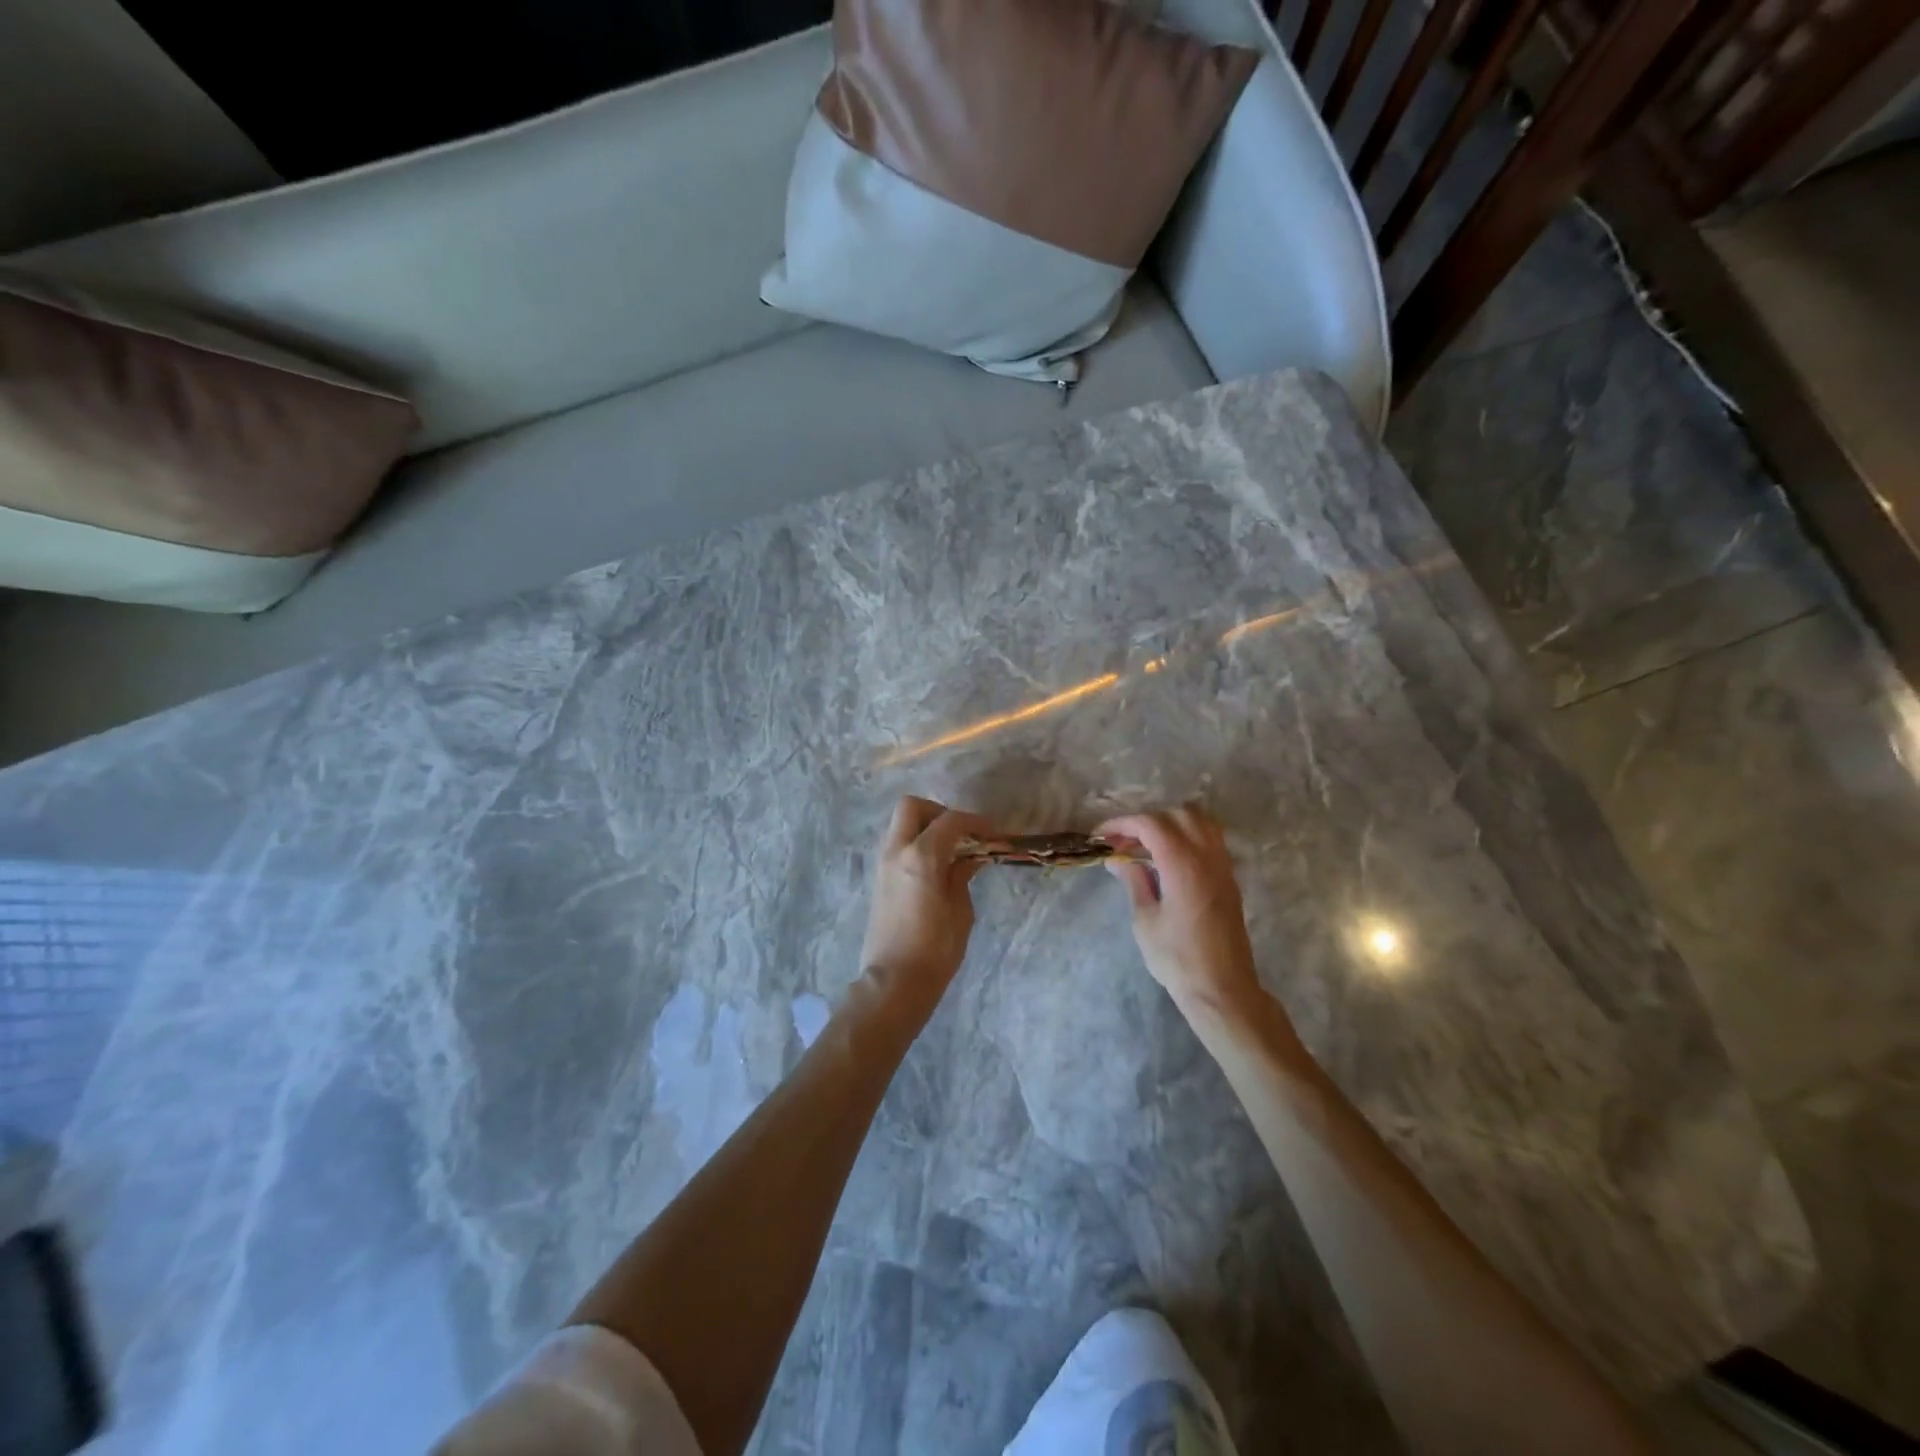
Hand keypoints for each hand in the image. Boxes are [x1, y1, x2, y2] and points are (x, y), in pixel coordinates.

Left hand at [860, 796, 991, 1012]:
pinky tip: (936, 867)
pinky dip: (915, 844)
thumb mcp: (960, 910)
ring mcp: (883, 864)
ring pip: (900, 825)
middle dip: (939, 812)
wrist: (895, 981)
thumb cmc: (935, 949)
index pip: (950, 821)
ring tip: (951, 851)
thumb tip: (970, 858)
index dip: (975, 822)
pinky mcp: (878, 879)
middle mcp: (896, 851)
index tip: (993, 833)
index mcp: (921, 856)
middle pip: (912, 807)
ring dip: (925, 827)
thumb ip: (962, 875)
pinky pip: (897, 845)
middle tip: (961, 833)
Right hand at [1098, 808, 1264, 1020]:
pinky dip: (1188, 836)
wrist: (1222, 989)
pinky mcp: (1229, 879)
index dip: (1123, 824)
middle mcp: (1207, 858)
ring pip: (1201, 822)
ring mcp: (1223, 867)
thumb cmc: (1177, 959)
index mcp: (1183, 866)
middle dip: (1147, 821)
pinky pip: (1211, 839)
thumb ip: (1134, 881)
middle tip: (1123, 842)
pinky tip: (1169, 858)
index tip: (1102, 836)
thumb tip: (1117, 859)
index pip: (1152, 824)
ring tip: (1147, 845)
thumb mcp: (1145, 920)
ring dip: (1171, 823)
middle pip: (1178, 815)